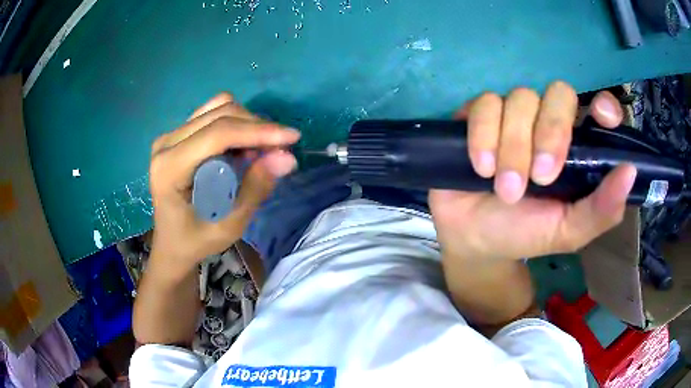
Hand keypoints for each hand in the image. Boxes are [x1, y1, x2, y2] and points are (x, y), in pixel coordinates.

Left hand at [149, 93, 299, 273]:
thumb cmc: (195, 241)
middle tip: (280, 150)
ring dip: (247, 124)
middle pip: (221, 114)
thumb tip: (287, 158)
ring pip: (219, 107)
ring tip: (260, 150)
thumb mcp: (228, 226)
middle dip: (257, 127)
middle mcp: (167, 143)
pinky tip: (242, 145)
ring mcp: (171, 135)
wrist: (171, 242)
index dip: (258, 131)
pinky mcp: (178, 133)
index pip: (218, 134)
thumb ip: (255, 190)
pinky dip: (235, 124)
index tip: (293, 137)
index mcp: (170, 168)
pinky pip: (212, 113)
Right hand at [429, 81, 636, 261]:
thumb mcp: (567, 232)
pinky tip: (481, 168)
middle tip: (540, 177)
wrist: (473, 238)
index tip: (602, 117)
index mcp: (577, 149)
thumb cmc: (524, 233)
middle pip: (559, 94)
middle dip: (551, 133)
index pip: (598, 109)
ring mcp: (513, 114)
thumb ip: (600, 210)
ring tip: (505, 189)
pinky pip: (483, 104)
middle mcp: (548, 122)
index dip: (604, 106)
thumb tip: (630, 172)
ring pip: (520, 99)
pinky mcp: (479, 114)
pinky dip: (483, 136)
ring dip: (513, 147)